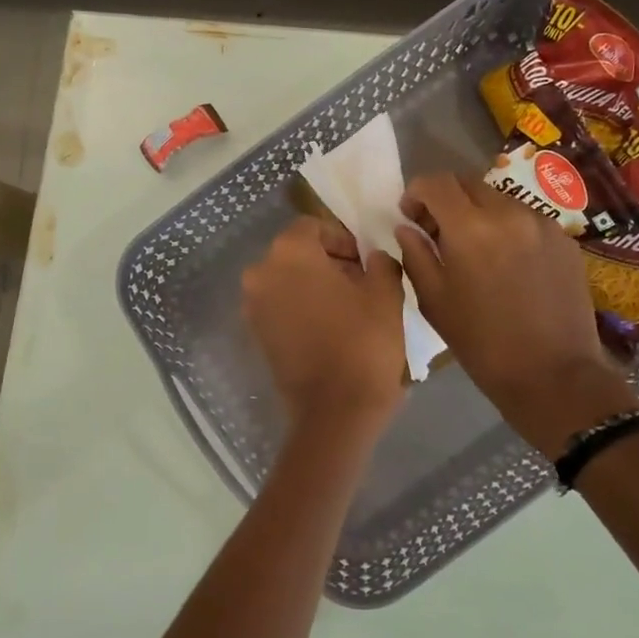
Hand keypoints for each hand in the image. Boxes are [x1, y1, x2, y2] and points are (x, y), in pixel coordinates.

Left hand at [242, 216, 406, 431]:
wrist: (334, 410)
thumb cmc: (363, 343)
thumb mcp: (385, 294)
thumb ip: (380, 263)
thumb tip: (373, 258)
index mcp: (290, 253)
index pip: (313, 227)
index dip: (342, 240)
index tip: (365, 261)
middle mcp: (261, 273)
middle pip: (296, 253)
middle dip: (328, 262)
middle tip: (360, 283)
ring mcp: (253, 306)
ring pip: (287, 280)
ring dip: (313, 285)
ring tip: (347, 308)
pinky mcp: (256, 334)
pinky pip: (280, 306)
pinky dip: (300, 308)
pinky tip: (329, 327)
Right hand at [396, 174, 638, 456]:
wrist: (552, 374)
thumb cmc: (481, 342)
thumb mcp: (434, 301)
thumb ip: (416, 255)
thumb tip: (407, 228)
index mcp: (470, 228)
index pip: (436, 183)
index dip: (416, 192)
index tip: (409, 215)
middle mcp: (508, 213)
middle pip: (468, 183)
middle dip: (446, 199)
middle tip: (436, 230)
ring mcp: (542, 223)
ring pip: (499, 198)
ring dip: (477, 212)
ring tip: (473, 248)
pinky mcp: (564, 240)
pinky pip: (526, 219)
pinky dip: (506, 228)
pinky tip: (505, 263)